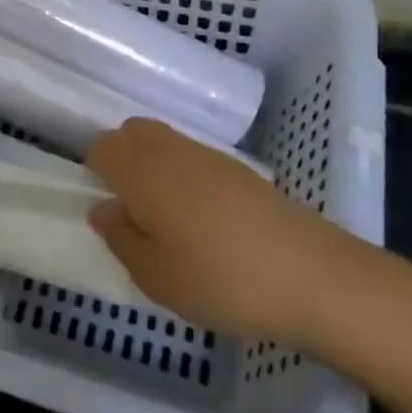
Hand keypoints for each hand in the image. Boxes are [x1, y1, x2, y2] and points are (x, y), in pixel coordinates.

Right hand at [87, 118, 352, 340]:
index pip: (102, 146)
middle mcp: (173, 152)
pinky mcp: (243, 172)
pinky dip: (185, 174)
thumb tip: (103, 209)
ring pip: (166, 141)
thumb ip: (121, 238)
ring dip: (154, 165)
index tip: (104, 205)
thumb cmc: (223, 280)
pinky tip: (203, 219)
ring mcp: (211, 157)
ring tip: (165, 216)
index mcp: (143, 172)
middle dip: (122, 157)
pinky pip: (195, 157)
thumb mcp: (156, 277)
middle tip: (129, 206)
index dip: (95, 170)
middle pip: (133, 132)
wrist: (317, 278)